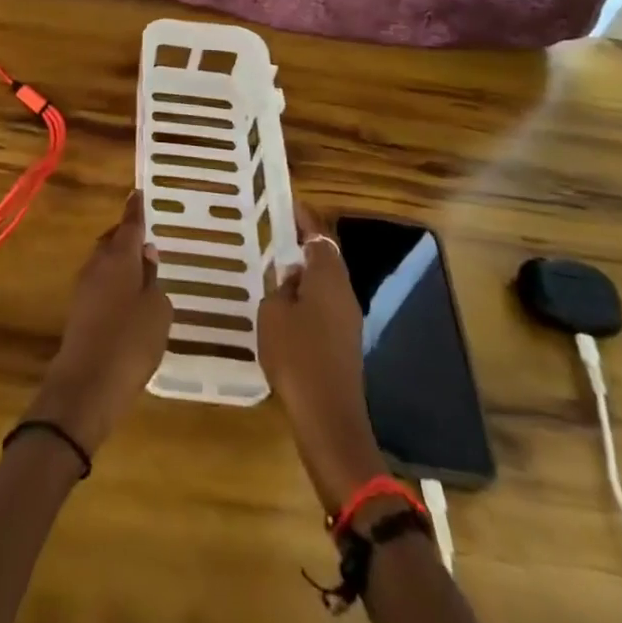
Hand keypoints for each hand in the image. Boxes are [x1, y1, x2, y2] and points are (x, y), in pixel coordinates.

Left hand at [23, 192, 172, 455]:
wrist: (86, 385)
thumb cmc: (130, 342)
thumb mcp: (157, 311)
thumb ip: (153, 280)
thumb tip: (146, 256)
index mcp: (119, 256)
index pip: (130, 224)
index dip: (136, 209)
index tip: (138, 193)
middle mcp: (98, 264)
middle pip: (113, 240)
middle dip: (127, 236)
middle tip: (147, 239)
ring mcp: (84, 287)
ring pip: (104, 261)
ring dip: (120, 261)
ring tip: (141, 271)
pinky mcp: (79, 310)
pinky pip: (100, 283)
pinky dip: (114, 283)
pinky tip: (128, 300)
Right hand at [257, 204, 387, 511]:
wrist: (329, 419)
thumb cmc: (297, 357)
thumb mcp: (273, 313)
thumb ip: (280, 288)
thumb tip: (291, 279)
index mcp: (328, 278)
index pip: (318, 236)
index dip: (303, 219)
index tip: (287, 203)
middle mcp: (345, 293)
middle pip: (326, 258)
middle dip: (303, 245)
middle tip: (276, 234)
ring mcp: (349, 321)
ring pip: (326, 284)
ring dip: (305, 274)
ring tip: (275, 269)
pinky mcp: (345, 344)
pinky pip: (325, 307)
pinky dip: (307, 299)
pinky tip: (285, 309)